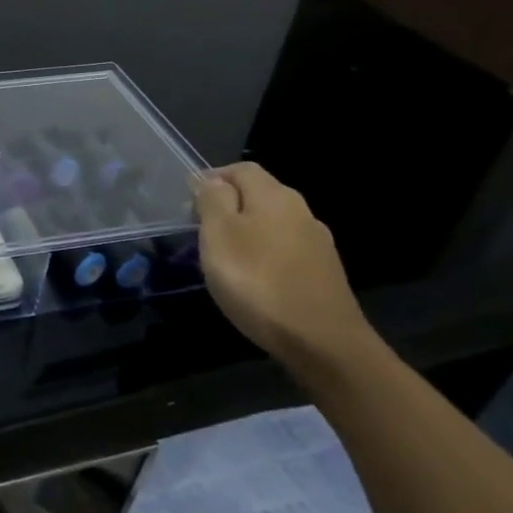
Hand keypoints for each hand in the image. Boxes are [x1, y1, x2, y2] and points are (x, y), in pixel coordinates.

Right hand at [192, 162, 375, 378]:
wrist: (322, 343)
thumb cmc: (258, 281)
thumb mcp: (219, 235)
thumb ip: (212, 200)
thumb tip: (211, 180)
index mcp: (274, 195)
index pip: (240, 169)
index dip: (212, 178)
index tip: (188, 202)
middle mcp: (301, 210)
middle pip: (258, 194)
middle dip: (228, 206)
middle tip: (200, 230)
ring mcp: (317, 243)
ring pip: (272, 223)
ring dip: (246, 232)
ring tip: (223, 256)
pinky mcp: (324, 273)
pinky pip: (285, 250)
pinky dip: (264, 255)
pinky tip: (254, 278)